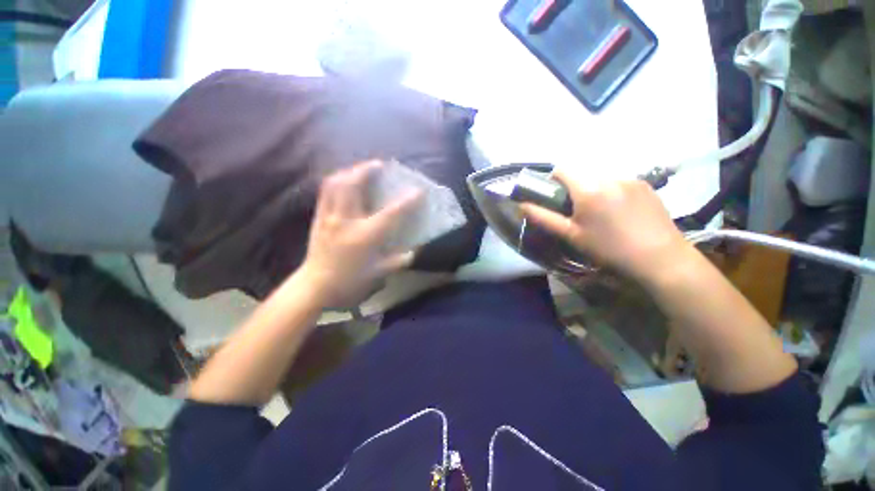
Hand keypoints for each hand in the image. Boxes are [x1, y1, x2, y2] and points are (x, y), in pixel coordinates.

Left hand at [297, 160, 421, 307]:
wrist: (316, 285)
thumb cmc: (351, 281)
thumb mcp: (380, 273)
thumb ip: (399, 260)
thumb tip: (413, 251)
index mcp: (366, 236)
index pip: (391, 214)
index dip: (407, 200)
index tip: (419, 190)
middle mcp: (346, 221)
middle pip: (353, 185)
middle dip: (367, 169)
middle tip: (380, 165)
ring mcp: (329, 217)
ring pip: (336, 183)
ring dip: (351, 171)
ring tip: (362, 169)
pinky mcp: (318, 217)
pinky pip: (326, 191)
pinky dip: (337, 180)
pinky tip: (345, 181)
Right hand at [521, 171, 692, 282]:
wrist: (660, 258)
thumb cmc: (608, 248)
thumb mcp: (571, 235)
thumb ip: (543, 218)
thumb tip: (521, 205)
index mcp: (589, 188)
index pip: (562, 169)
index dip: (553, 180)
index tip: (553, 197)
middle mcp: (609, 176)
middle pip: (582, 174)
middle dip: (573, 188)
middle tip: (576, 211)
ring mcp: (631, 179)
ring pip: (601, 178)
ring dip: (593, 190)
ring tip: (600, 214)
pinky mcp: (646, 185)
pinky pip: (619, 182)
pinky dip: (611, 192)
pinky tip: (620, 213)